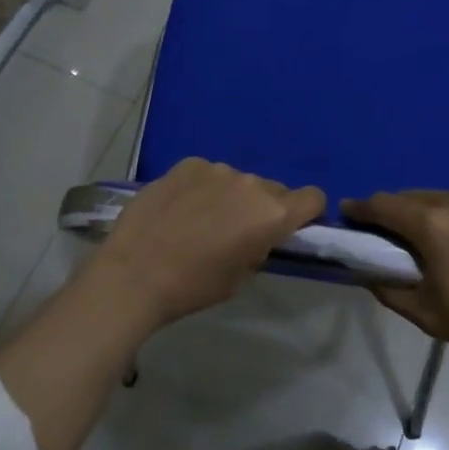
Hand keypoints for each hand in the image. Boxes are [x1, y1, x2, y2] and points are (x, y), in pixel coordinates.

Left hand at [93, 158, 325, 328]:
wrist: (135, 271)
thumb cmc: (193, 286)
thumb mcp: (240, 277)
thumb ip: (259, 247)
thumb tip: (259, 234)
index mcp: (272, 215)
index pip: (313, 198)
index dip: (307, 212)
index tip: (292, 227)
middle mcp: (251, 184)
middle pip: (273, 189)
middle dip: (264, 207)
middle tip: (238, 231)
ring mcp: (217, 169)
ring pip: (238, 181)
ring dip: (231, 196)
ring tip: (201, 220)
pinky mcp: (188, 164)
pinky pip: (207, 174)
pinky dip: (203, 188)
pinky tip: (180, 208)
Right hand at [347, 189, 448, 376]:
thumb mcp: (429, 316)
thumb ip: (389, 290)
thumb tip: (368, 270)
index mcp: (431, 225)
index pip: (383, 205)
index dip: (361, 208)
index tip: (349, 212)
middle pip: (414, 198)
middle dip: (399, 213)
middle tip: (396, 236)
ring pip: (448, 198)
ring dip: (436, 214)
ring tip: (446, 242)